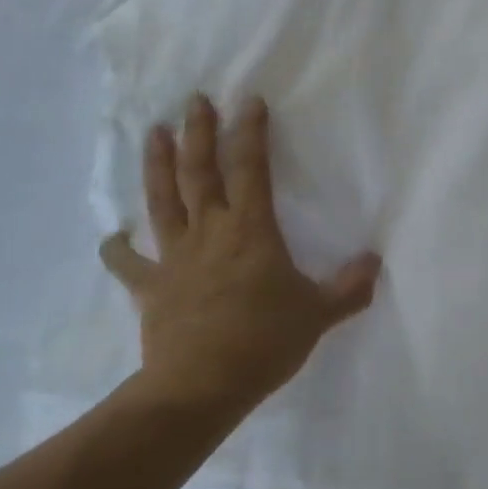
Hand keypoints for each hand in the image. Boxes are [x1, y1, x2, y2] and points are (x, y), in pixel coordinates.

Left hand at [99, 94, 381, 414]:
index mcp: (251, 229)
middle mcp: (210, 231)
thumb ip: (349, 287)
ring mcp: (175, 257)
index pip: (251, 168)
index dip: (251, 131)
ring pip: (164, 201)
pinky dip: (118, 250)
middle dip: (199, 132)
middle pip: (201, 172)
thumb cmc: (262, 343)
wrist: (200, 388)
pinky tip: (111, 237)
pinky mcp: (151, 288)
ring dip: (157, 165)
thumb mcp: (318, 315)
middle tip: (194, 100)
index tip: (249, 99)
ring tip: (153, 133)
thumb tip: (376, 262)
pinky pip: (130, 265)